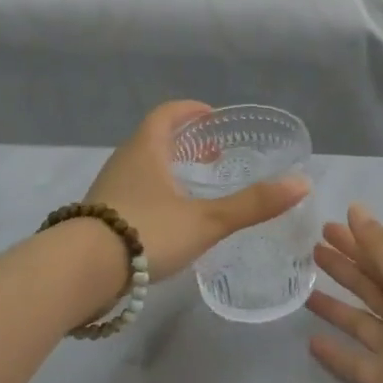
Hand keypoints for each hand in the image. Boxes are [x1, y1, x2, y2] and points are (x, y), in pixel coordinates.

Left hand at [85, 101, 309, 278]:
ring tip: (195, 191)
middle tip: (213, 157)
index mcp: (146, 150)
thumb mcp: (206, 220)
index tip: (213, 119)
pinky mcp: (99, 218)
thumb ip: (252, 204)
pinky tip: (169, 223)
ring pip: (142, 169)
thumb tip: (301, 183)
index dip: (191, 111)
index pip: (167, 114)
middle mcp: (124, 162)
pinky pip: (132, 194)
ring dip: (169, 171)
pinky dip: (155, 196)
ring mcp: (108, 190)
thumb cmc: (145, 232)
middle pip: (154, 140)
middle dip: (185, 144)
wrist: (81, 272)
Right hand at [307, 205, 382, 382]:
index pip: (380, 258)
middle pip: (367, 286)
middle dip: (342, 267)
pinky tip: (310, 341)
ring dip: (332, 305)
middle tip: (310, 249)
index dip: (355, 241)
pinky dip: (334, 353)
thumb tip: (356, 209)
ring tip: (301, 289)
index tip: (325, 225)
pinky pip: (352, 363)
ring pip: (356, 321)